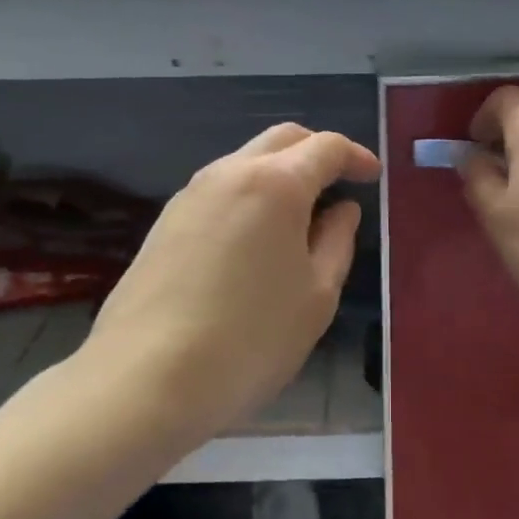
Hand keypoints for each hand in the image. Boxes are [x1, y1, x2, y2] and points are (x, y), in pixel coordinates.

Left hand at [87, 123, 381, 437]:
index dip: (355, 156)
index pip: (325, 147)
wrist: (145, 379)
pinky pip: (219, 190)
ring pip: (245, 161)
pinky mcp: (165, 222)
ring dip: (280, 173)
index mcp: (275, 184)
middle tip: (340, 182)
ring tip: (300, 216)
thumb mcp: (315, 295)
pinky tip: (255, 238)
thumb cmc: (250, 339)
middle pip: (282, 139)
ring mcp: (190, 195)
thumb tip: (341, 209)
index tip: (372, 176)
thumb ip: (336, 241)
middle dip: (316, 151)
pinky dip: (249, 195)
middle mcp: (229, 173)